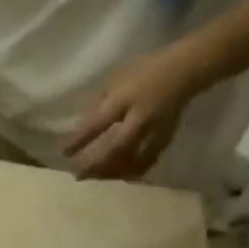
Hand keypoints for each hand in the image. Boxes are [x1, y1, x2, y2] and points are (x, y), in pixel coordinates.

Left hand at [63, 44, 204, 179]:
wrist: (185, 70)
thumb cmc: (144, 70)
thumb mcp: (115, 79)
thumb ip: (98, 103)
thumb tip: (81, 127)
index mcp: (125, 98)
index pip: (98, 123)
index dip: (80, 140)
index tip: (63, 154)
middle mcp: (141, 117)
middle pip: (117, 148)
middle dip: (96, 164)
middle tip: (78, 175)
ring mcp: (156, 130)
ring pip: (134, 160)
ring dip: (113, 172)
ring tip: (96, 177)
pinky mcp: (166, 138)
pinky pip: (148, 161)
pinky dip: (132, 171)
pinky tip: (120, 175)